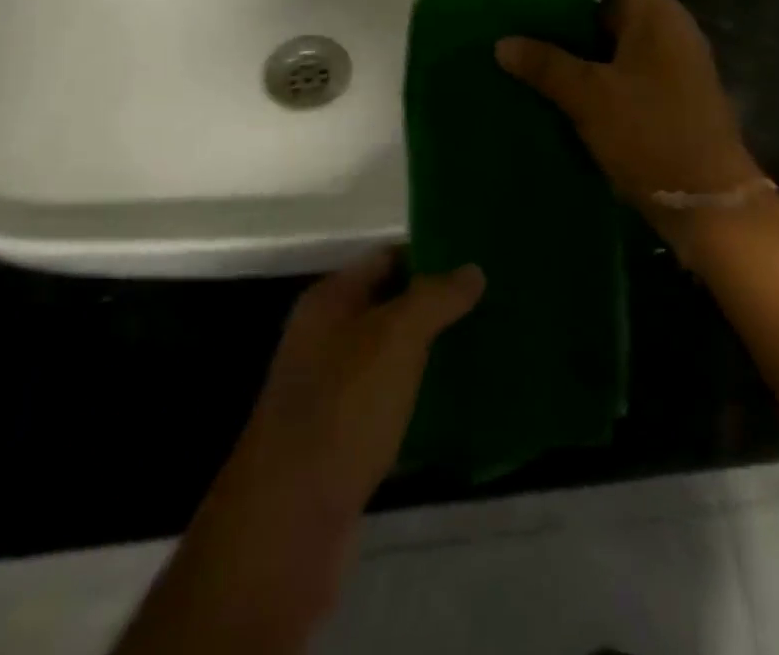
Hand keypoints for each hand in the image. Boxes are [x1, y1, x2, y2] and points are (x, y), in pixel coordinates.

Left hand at [144, 250, 481, 653]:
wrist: (287, 525)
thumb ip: (434, 298)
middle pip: (390, 307)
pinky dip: (422, 401)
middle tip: (491, 303)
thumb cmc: (342, 409)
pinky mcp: (344, 442)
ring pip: (392, 358)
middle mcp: (326, 340)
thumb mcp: (394, 338)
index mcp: (329, 302)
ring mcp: (332, 393)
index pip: (386, 258)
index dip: (430, 254)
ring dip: (432, 354)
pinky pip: (391, 405)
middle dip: (437, 306)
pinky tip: (461, 404)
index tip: (477, 259)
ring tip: (486, 346)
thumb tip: (472, 270)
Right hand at [496, 0, 758, 221]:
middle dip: (574, 9)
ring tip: (542, 57)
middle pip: (620, 0)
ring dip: (584, 43)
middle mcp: (672, 30)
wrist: (709, 201)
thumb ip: (546, 65)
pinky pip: (631, 65)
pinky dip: (600, 68)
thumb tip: (504, 43)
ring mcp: (677, 63)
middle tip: (534, 25)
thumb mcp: (590, 97)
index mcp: (657, 15)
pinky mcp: (675, 93)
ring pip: (624, 37)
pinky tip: (570, 91)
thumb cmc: (650, 134)